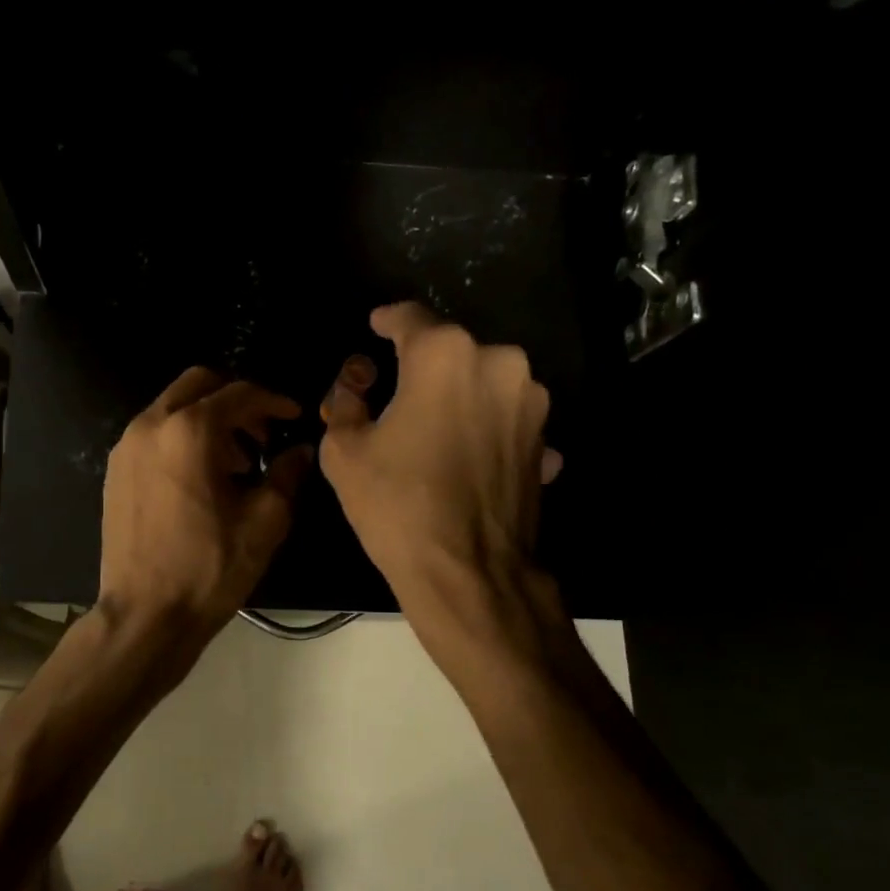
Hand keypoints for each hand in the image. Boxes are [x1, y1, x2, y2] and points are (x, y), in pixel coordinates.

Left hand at [98, 366, 310, 643]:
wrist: (146, 614)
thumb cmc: (209, 568)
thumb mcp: (264, 522)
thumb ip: (287, 475)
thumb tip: (300, 451)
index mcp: (189, 431)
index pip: (239, 394)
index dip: (273, 402)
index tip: (294, 417)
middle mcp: (151, 425)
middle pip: (199, 384)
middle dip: (236, 401)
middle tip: (261, 434)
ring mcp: (126, 447)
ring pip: (173, 407)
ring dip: (208, 419)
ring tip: (236, 462)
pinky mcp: (115, 470)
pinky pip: (154, 434)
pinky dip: (181, 437)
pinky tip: (201, 478)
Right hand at [319, 303, 560, 621]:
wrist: (468, 573)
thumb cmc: (397, 505)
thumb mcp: (343, 452)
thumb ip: (345, 403)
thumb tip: (354, 387)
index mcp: (445, 355)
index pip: (410, 318)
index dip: (387, 321)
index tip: (376, 326)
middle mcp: (499, 363)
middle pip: (450, 351)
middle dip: (422, 366)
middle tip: (396, 396)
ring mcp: (531, 403)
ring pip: (483, 383)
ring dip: (458, 397)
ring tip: (433, 433)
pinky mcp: (546, 440)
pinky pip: (505, 422)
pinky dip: (485, 431)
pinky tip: (465, 460)